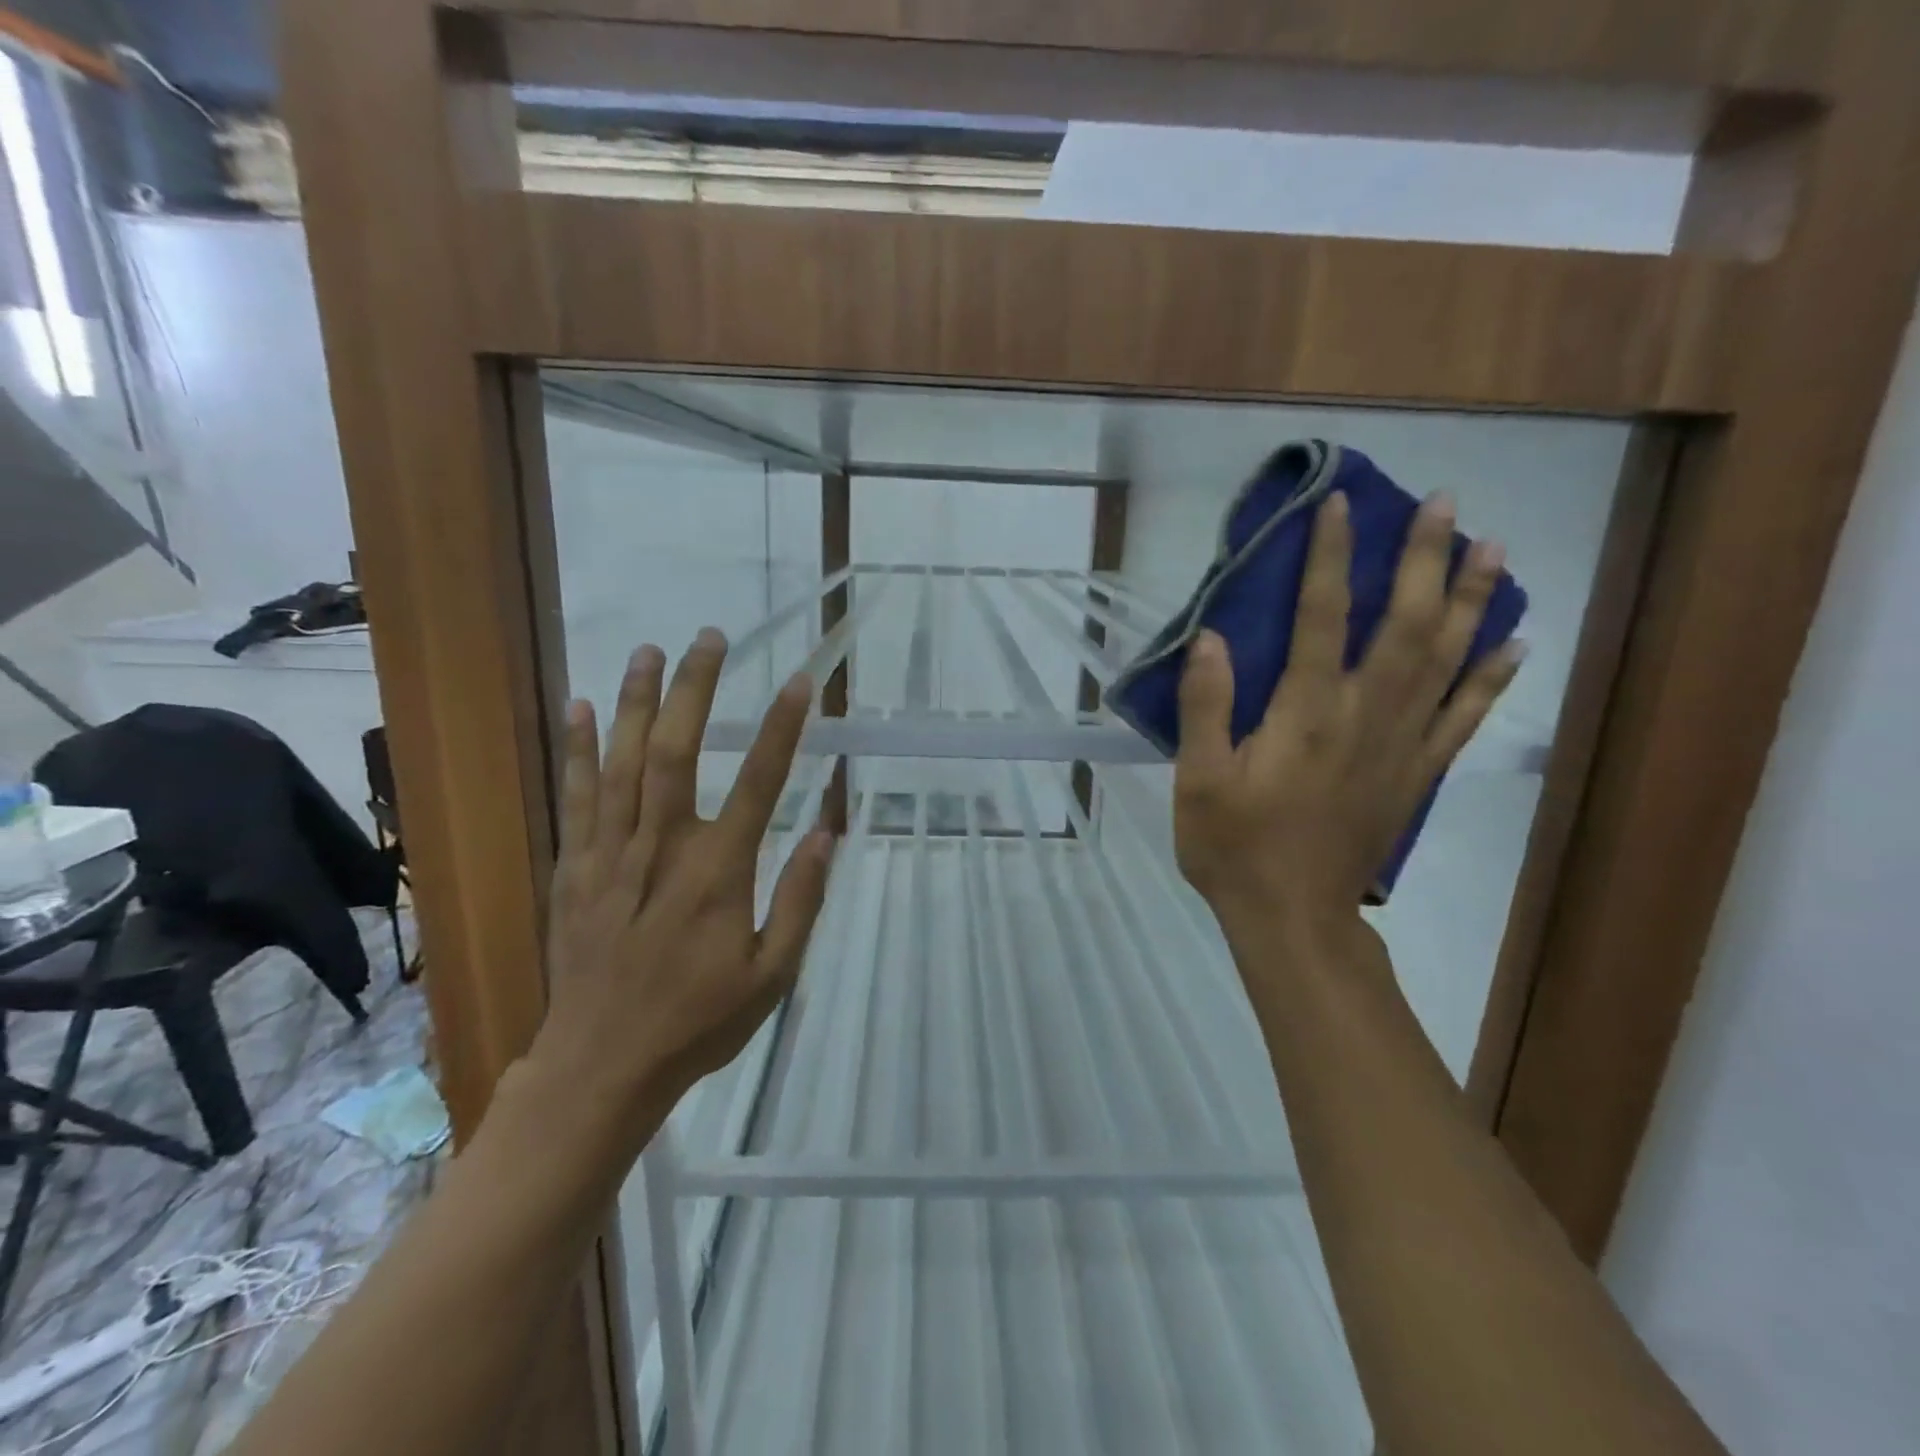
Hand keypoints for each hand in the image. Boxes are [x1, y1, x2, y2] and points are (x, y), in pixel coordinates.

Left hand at [531, 629, 833, 1133]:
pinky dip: (581, 751)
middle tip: (708, 638)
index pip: (759, 784)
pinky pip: (577, 798)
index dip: (780, 729)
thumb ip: (799, 901)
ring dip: (638, 703)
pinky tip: (584, 708)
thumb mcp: (771, 976)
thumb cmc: (698, 1022)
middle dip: (694, 691)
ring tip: (650, 650)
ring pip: (623, 764)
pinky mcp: (575, 870)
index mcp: (718, 875)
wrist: (600, 1068)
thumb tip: (827, 834)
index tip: (797, 683)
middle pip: (678, 754)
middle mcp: (663, 850)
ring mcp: (611, 856)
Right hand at [1173, 492, 1522, 939]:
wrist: (1292, 917)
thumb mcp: (1199, 780)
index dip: (1333, 557)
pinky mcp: (1417, 775)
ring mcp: (1401, 746)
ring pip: (1447, 660)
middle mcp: (1365, 716)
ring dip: (1473, 600)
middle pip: (1406, 625)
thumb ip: (1207, 706)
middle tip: (1446, 503)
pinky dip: (1493, 679)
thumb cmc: (1234, 848)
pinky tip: (1515, 646)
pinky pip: (1464, 718)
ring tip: (1494, 548)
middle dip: (1425, 559)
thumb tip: (1212, 637)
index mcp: (1306, 714)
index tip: (1341, 504)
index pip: (1323, 617)